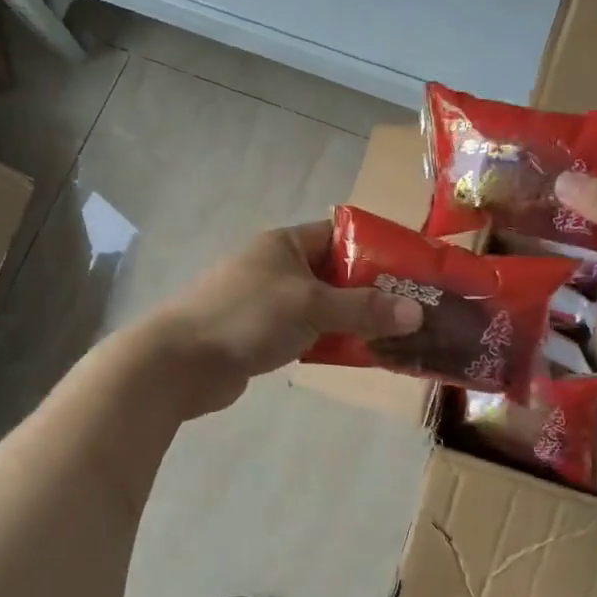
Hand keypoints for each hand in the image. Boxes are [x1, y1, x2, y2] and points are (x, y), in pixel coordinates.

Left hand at [149, 221, 422, 417]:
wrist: (180, 362)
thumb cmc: (247, 317)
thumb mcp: (312, 306)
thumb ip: (364, 309)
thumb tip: (417, 314)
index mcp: (286, 244)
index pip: (341, 234)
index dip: (377, 248)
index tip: (412, 270)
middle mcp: (277, 266)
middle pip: (336, 273)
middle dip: (372, 291)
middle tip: (412, 310)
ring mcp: (267, 302)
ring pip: (323, 307)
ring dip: (354, 320)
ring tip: (395, 336)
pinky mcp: (261, 335)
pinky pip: (308, 332)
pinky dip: (331, 341)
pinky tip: (357, 355)